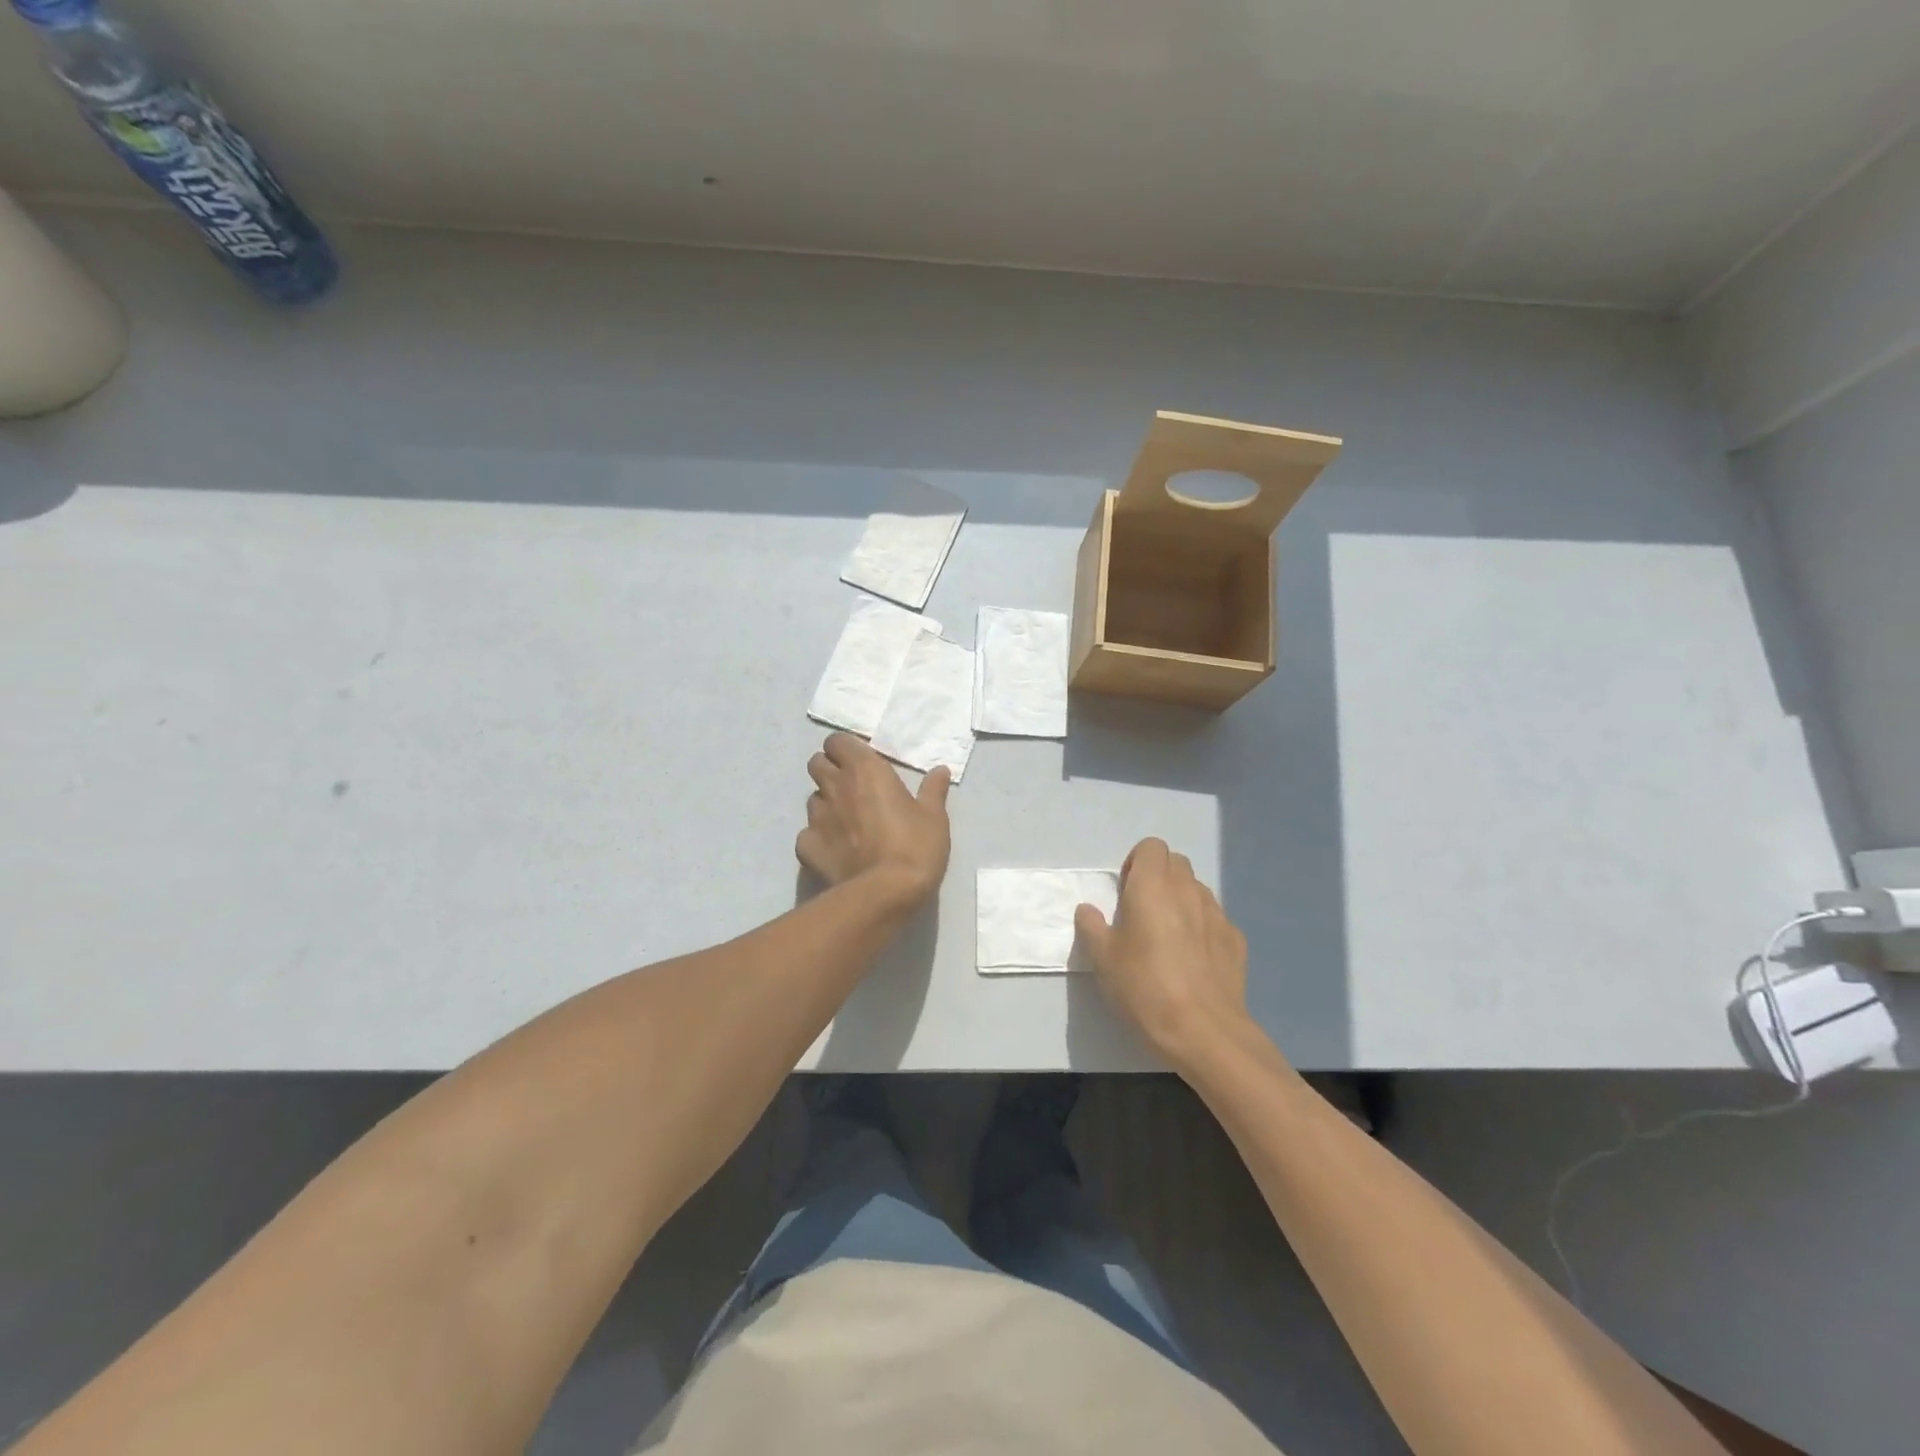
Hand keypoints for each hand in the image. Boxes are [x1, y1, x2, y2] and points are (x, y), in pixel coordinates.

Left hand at [797, 733, 950, 907]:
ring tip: (846, 822)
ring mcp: (816, 817)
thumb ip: (933, 790)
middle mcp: (835, 787)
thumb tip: (940, 771)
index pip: (837, 741)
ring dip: (826, 803)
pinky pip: (807, 833)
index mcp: (865, 770)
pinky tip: (835, 850)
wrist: (885, 893)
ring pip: (812, 799)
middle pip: (817, 763)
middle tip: (851, 787)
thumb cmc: (915, 846)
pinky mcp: (806, 846)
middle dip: (829, 769)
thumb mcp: (934, 817)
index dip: (845, 749)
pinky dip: (818, 837)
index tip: (860, 761)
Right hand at [1075, 838, 1255, 1069]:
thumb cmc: (1144, 987)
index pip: (1151, 846)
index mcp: (1152, 886)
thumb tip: (1088, 910)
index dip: (1137, 863)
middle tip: (1142, 912)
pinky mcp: (1236, 940)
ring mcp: (1217, 914)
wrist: (1204, 1031)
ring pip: (1197, 890)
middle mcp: (1188, 890)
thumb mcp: (1103, 959)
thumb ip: (1092, 927)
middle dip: (1159, 877)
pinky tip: (1193, 961)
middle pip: (1176, 863)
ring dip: (1181, 901)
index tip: (1125, 892)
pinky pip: (1214, 919)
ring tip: (1168, 938)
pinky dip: (1202, 927)